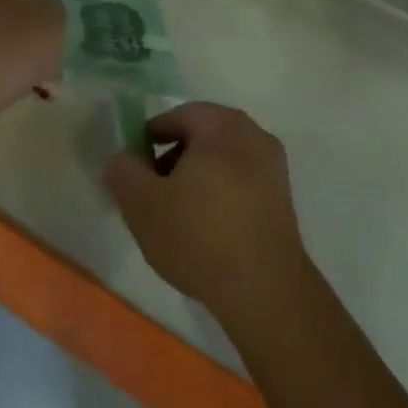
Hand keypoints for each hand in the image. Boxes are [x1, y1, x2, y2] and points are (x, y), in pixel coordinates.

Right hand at [104, 103, 311, 330]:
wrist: (265, 291)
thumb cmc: (199, 236)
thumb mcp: (142, 204)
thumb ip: (124, 171)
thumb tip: (125, 157)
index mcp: (222, 124)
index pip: (178, 116)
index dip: (150, 139)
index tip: (136, 170)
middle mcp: (253, 134)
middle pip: (202, 137)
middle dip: (173, 159)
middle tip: (153, 192)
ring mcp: (273, 166)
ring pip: (222, 160)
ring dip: (197, 178)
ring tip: (178, 216)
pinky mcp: (283, 198)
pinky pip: (241, 182)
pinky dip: (220, 194)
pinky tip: (206, 230)